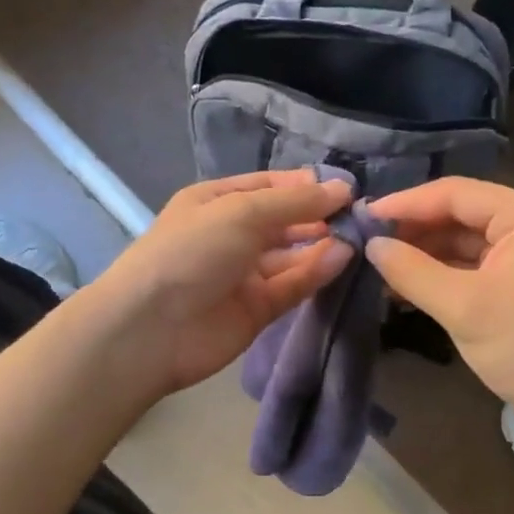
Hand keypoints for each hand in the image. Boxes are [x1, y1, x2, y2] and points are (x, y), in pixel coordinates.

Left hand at [92, 170, 354, 396]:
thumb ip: (295, 202)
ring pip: (292, 255)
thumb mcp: (242, 212)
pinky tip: (344, 259)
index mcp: (217, 201)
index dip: (306, 185)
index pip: (269, 186)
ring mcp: (244, 274)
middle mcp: (231, 234)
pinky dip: (316, 272)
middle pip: (284, 221)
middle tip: (362, 215)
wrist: (151, 328)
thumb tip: (343, 188)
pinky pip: (292, 285)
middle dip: (319, 216)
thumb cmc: (192, 251)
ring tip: (360, 236)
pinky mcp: (258, 309)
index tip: (347, 189)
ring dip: (323, 244)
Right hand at [365, 178, 513, 441]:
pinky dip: (443, 272)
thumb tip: (371, 245)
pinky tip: (406, 284)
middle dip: (414, 229)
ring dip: (425, 252)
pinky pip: (475, 262)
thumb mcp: (462, 307)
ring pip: (465, 238)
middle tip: (368, 242)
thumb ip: (411, 270)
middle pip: (461, 213)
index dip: (406, 203)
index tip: (363, 216)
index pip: (456, 193)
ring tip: (380, 266)